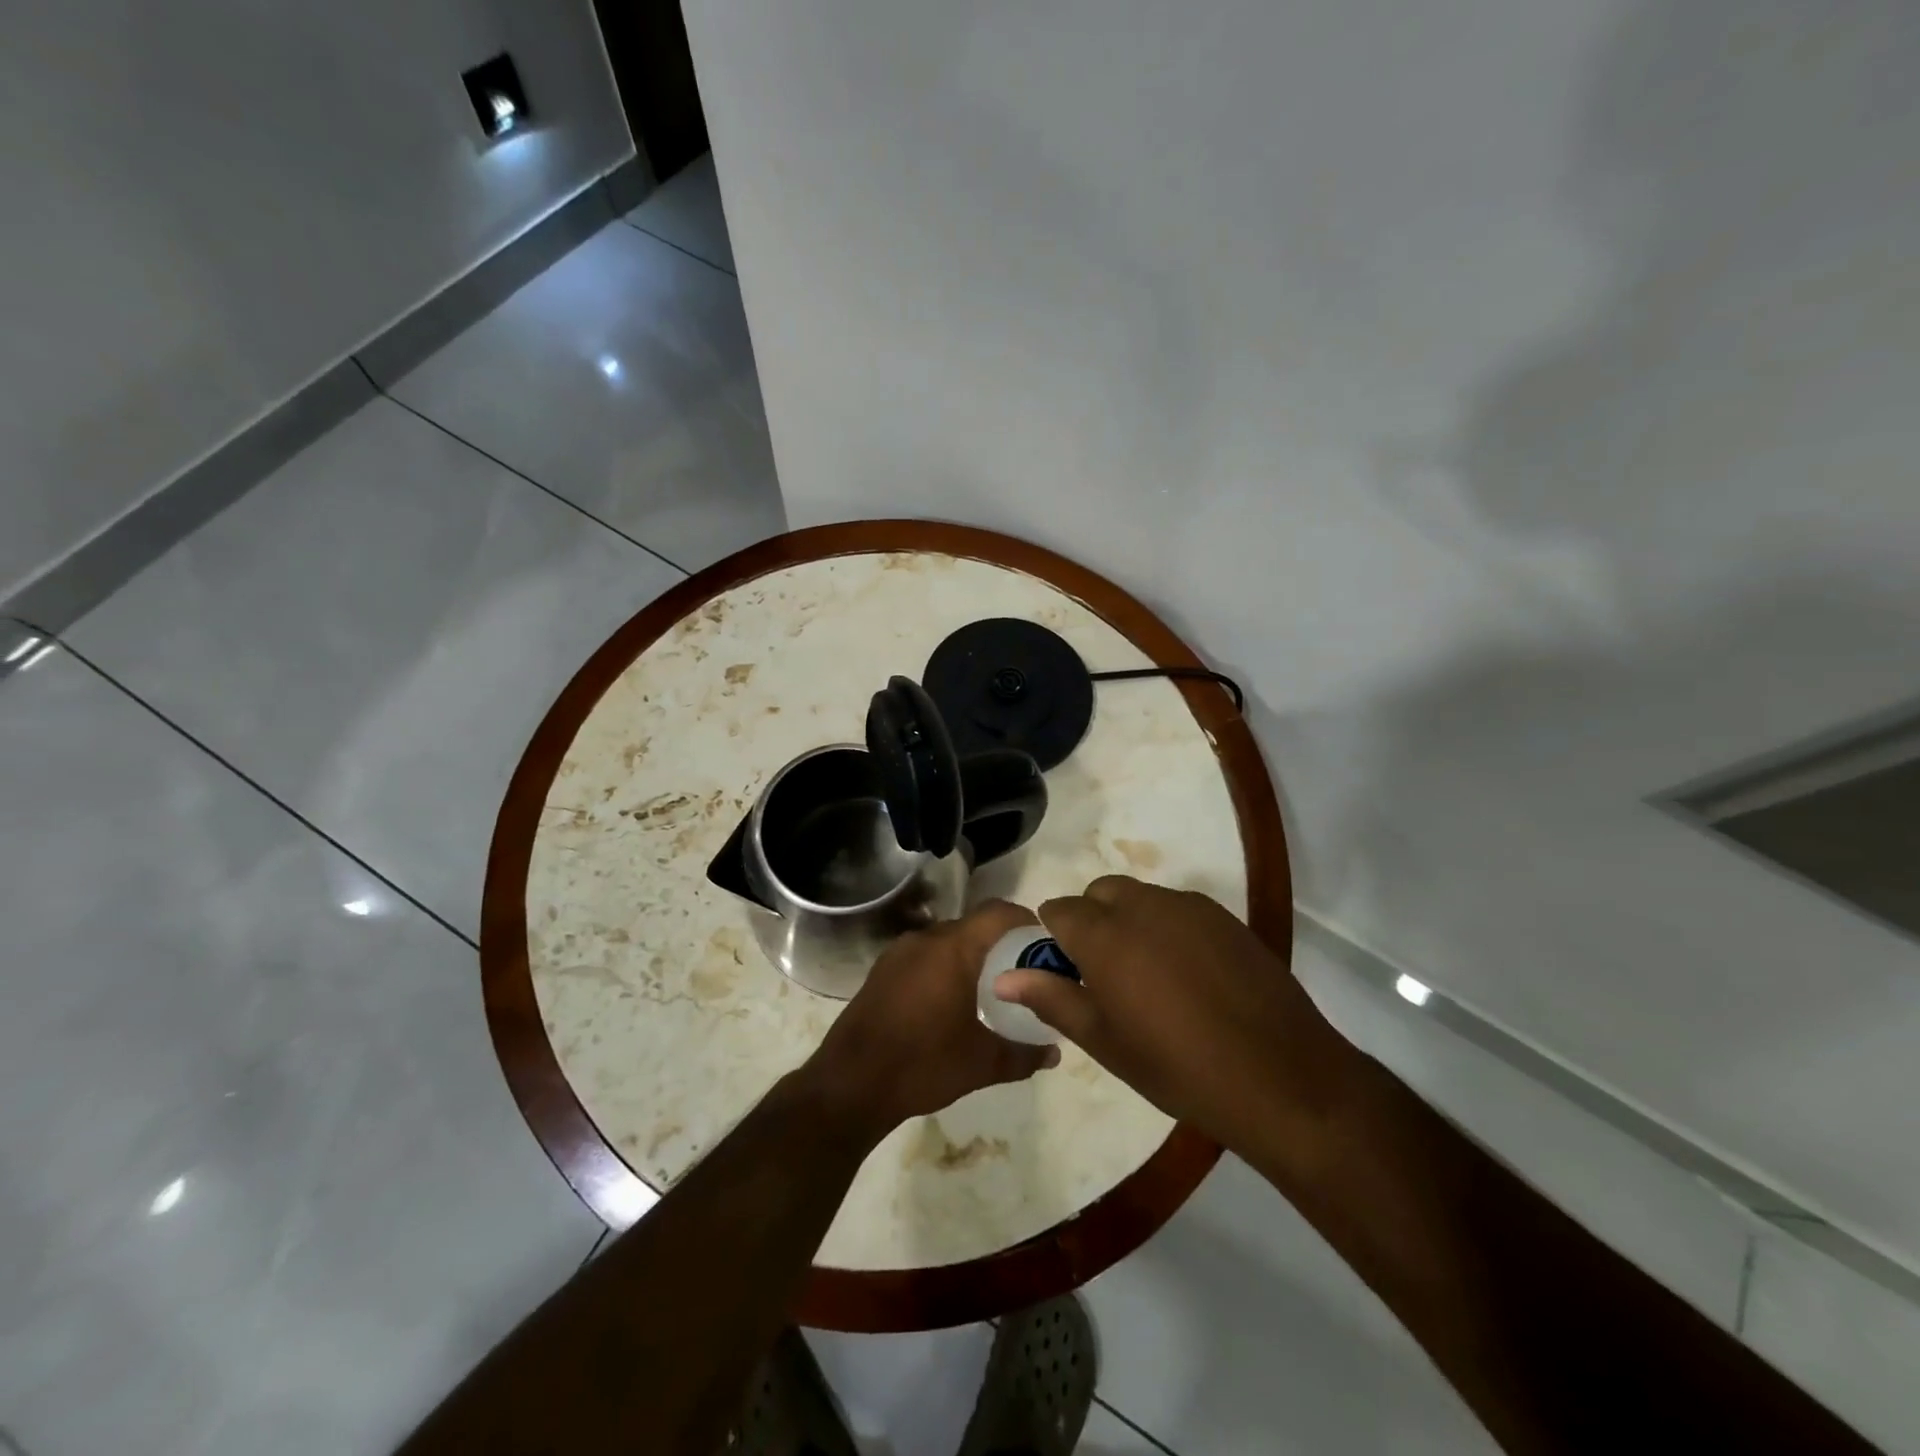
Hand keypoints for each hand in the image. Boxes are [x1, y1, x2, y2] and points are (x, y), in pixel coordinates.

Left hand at [802, 901, 1059, 1143]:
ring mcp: (899, 952)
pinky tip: (951, 1001)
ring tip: (990, 989)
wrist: (850, 1084)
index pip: (998, 913)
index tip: (1045, 944)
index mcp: (953, 949)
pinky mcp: (882, 970)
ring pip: (947, 940)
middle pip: (973, 925)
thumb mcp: (981, 1064)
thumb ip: (1023, 1054)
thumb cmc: (922, 1064)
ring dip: (970, 956)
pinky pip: (925, 955)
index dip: (1025, 921)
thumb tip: (1054, 1053)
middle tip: (1023, 972)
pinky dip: (945, 967)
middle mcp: (926, 938)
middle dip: (1001, 943)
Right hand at [994, 876, 1364, 1159]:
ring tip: (1152, 977)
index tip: (1067, 972)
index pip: (1059, 910)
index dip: (1055, 939)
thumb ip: (1052, 999)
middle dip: (1092, 921)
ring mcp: (1188, 906)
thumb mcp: (1106, 1042)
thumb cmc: (1179, 1067)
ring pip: (1140, 897)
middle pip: (1100, 893)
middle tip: (1107, 976)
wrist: (1281, 1076)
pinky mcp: (1225, 917)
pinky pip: (1179, 909)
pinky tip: (1191, 975)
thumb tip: (1004, 976)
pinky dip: (1168, 927)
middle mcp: (1143, 905)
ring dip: (1130, 922)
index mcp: (1105, 934)